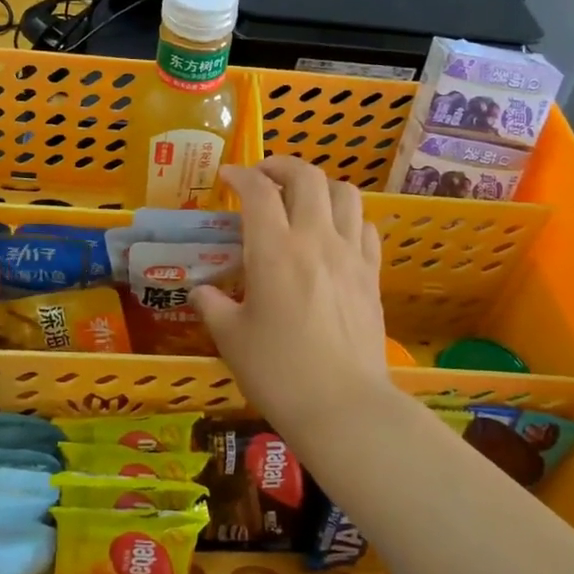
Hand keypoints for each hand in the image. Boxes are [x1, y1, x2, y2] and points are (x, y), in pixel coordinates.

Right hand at [193, 158, 392, 438]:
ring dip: (319, 185)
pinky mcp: (372, 274)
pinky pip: (365, 226)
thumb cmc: (279, 372)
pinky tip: (334, 233)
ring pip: (344, 192)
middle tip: (263, 177)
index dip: (240, 175)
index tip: (227, 177)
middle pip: (306, 176)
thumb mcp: (231, 339)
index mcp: (274, 250)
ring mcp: (350, 254)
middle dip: (281, 166)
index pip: (258, 190)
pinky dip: (347, 216)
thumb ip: (211, 306)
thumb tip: (201, 291)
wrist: (344, 407)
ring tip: (302, 198)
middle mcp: (315, 239)